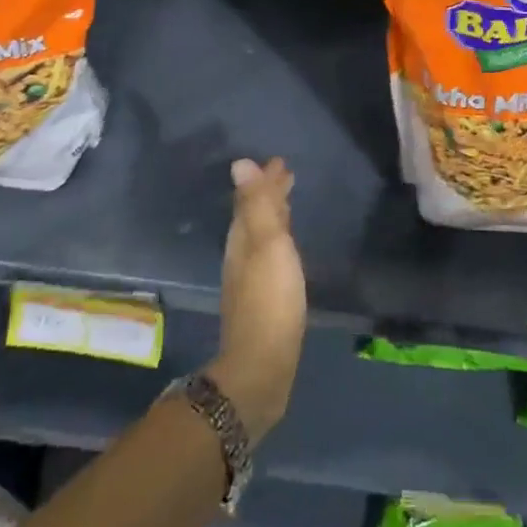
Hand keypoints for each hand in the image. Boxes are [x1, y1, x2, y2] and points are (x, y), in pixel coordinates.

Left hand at [205, 157, 305, 442]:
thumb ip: (257, 205)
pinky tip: (286, 249)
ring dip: (273, 215)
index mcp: (243, 239)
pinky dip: (278, 240)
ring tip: (287, 203)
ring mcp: (250, 279)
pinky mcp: (263, 299)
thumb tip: (240, 163)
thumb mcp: (268, 245)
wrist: (263, 366)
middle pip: (254, 215)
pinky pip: (270, 254)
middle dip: (269, 194)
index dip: (265, 179)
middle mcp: (242, 255)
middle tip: (286, 174)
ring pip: (261, 235)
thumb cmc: (270, 300)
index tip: (280, 161)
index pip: (252, 199)